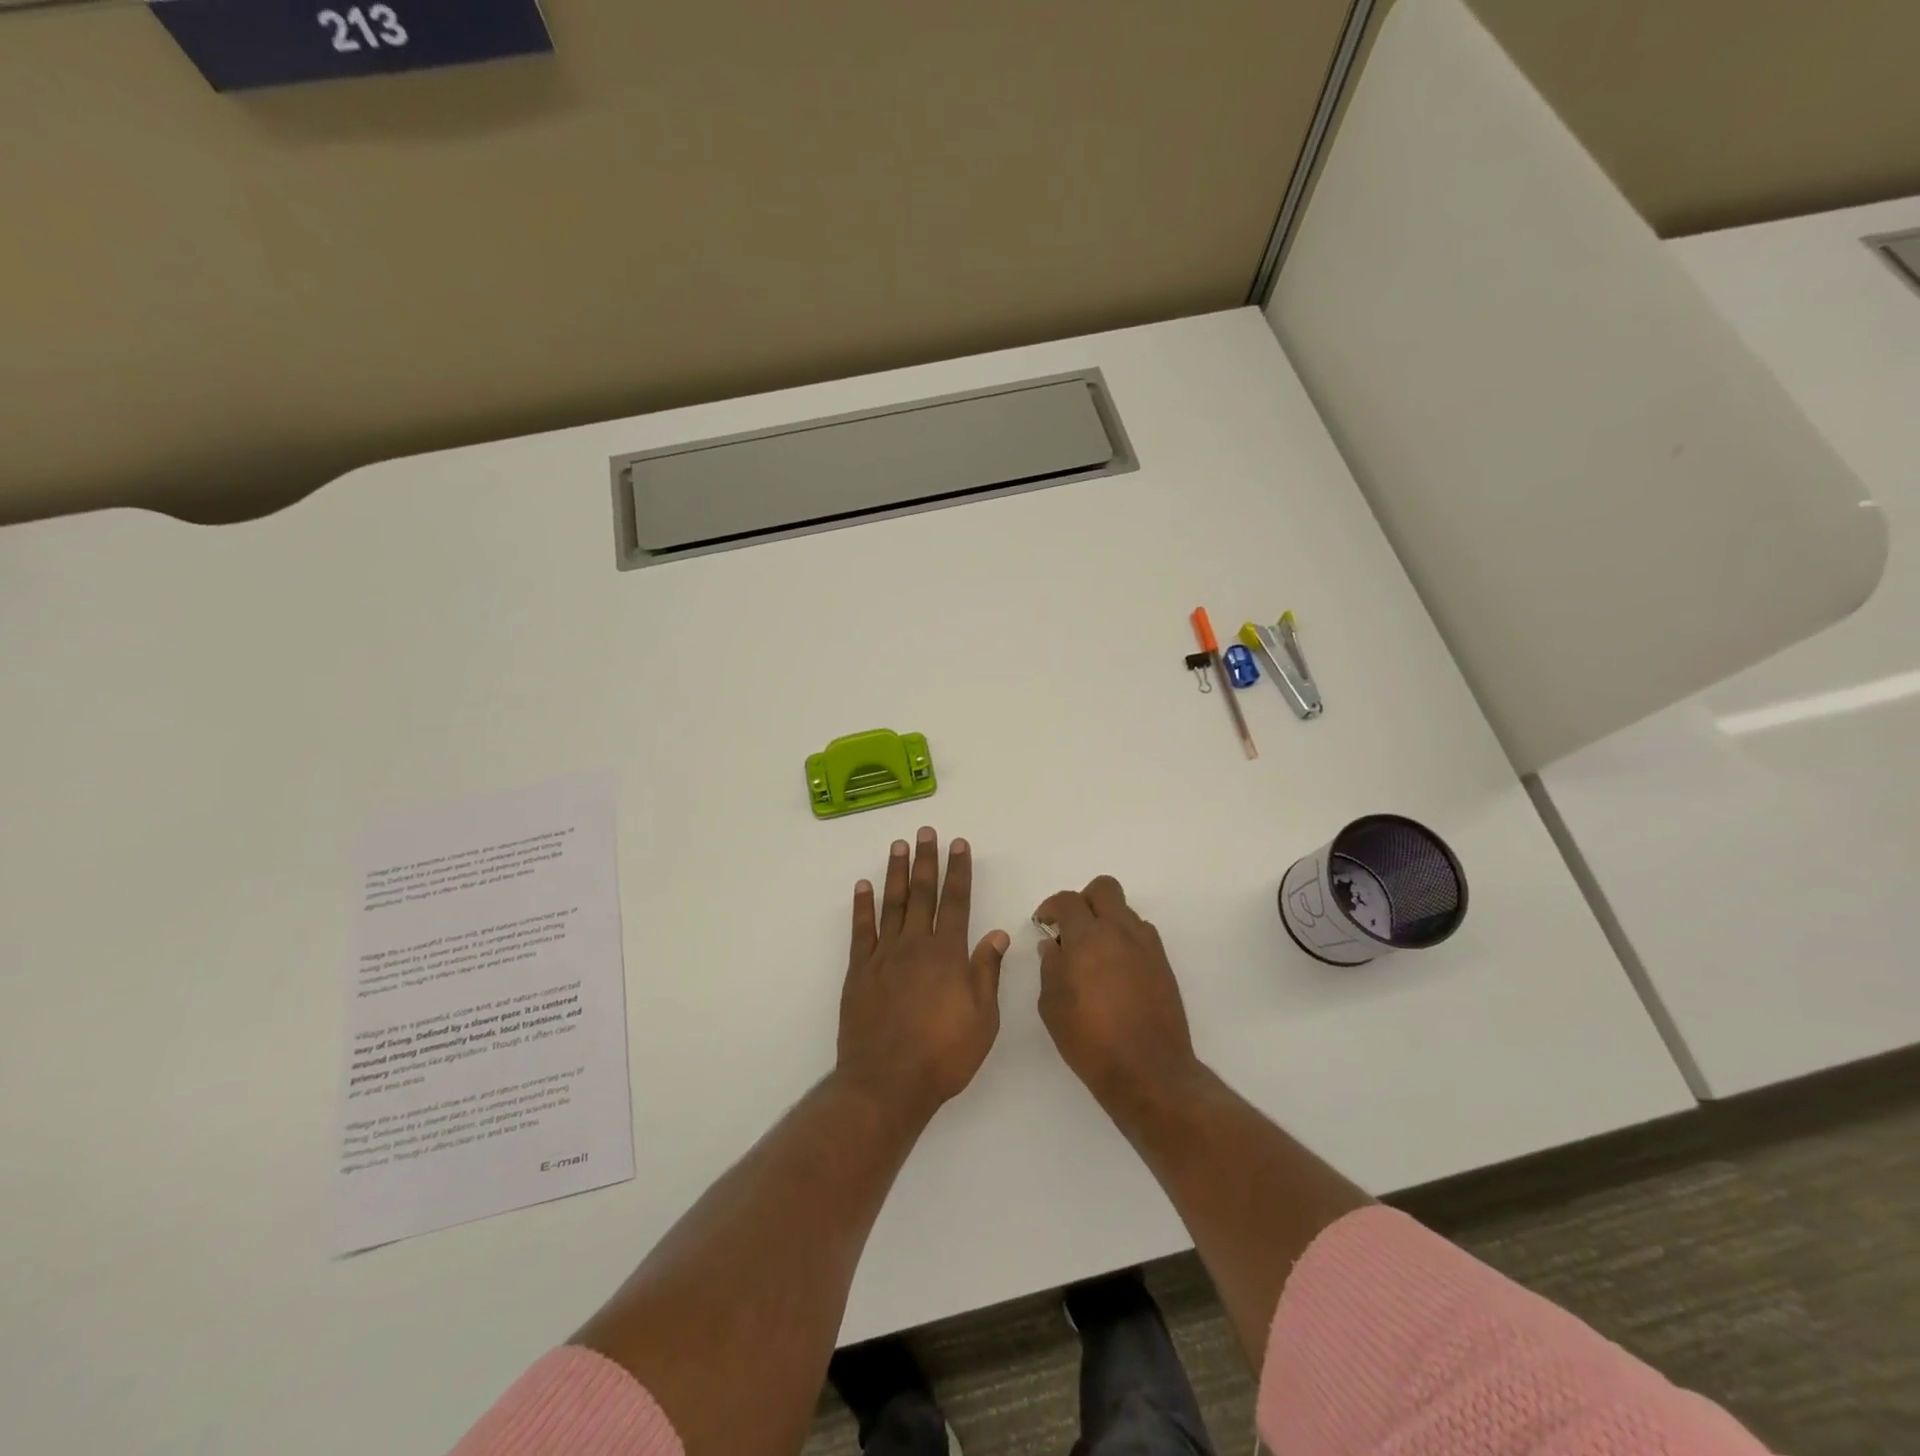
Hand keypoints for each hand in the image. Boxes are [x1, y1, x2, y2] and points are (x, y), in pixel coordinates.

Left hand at [837, 828, 1009, 1120]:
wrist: (887, 1083)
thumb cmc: (943, 1056)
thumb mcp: (982, 1020)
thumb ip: (987, 972)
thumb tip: (997, 934)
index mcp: (948, 955)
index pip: (956, 902)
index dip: (959, 871)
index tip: (959, 845)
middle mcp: (915, 946)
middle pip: (922, 894)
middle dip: (926, 861)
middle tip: (926, 832)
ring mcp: (884, 956)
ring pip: (891, 904)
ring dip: (896, 873)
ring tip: (899, 845)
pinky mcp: (859, 971)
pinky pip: (861, 930)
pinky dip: (862, 906)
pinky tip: (864, 886)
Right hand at [1035, 876, 1200, 1113]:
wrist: (1149, 1071)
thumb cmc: (1090, 1040)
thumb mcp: (1052, 1006)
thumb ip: (1050, 967)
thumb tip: (1053, 946)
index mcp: (1088, 938)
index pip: (1068, 901)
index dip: (1051, 906)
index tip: (1044, 923)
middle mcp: (1120, 932)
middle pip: (1104, 889)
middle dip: (1084, 900)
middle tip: (1072, 928)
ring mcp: (1147, 946)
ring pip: (1125, 912)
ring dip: (1107, 922)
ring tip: (1094, 955)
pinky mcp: (1163, 964)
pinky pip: (1141, 935)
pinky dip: (1125, 941)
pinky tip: (1116, 972)